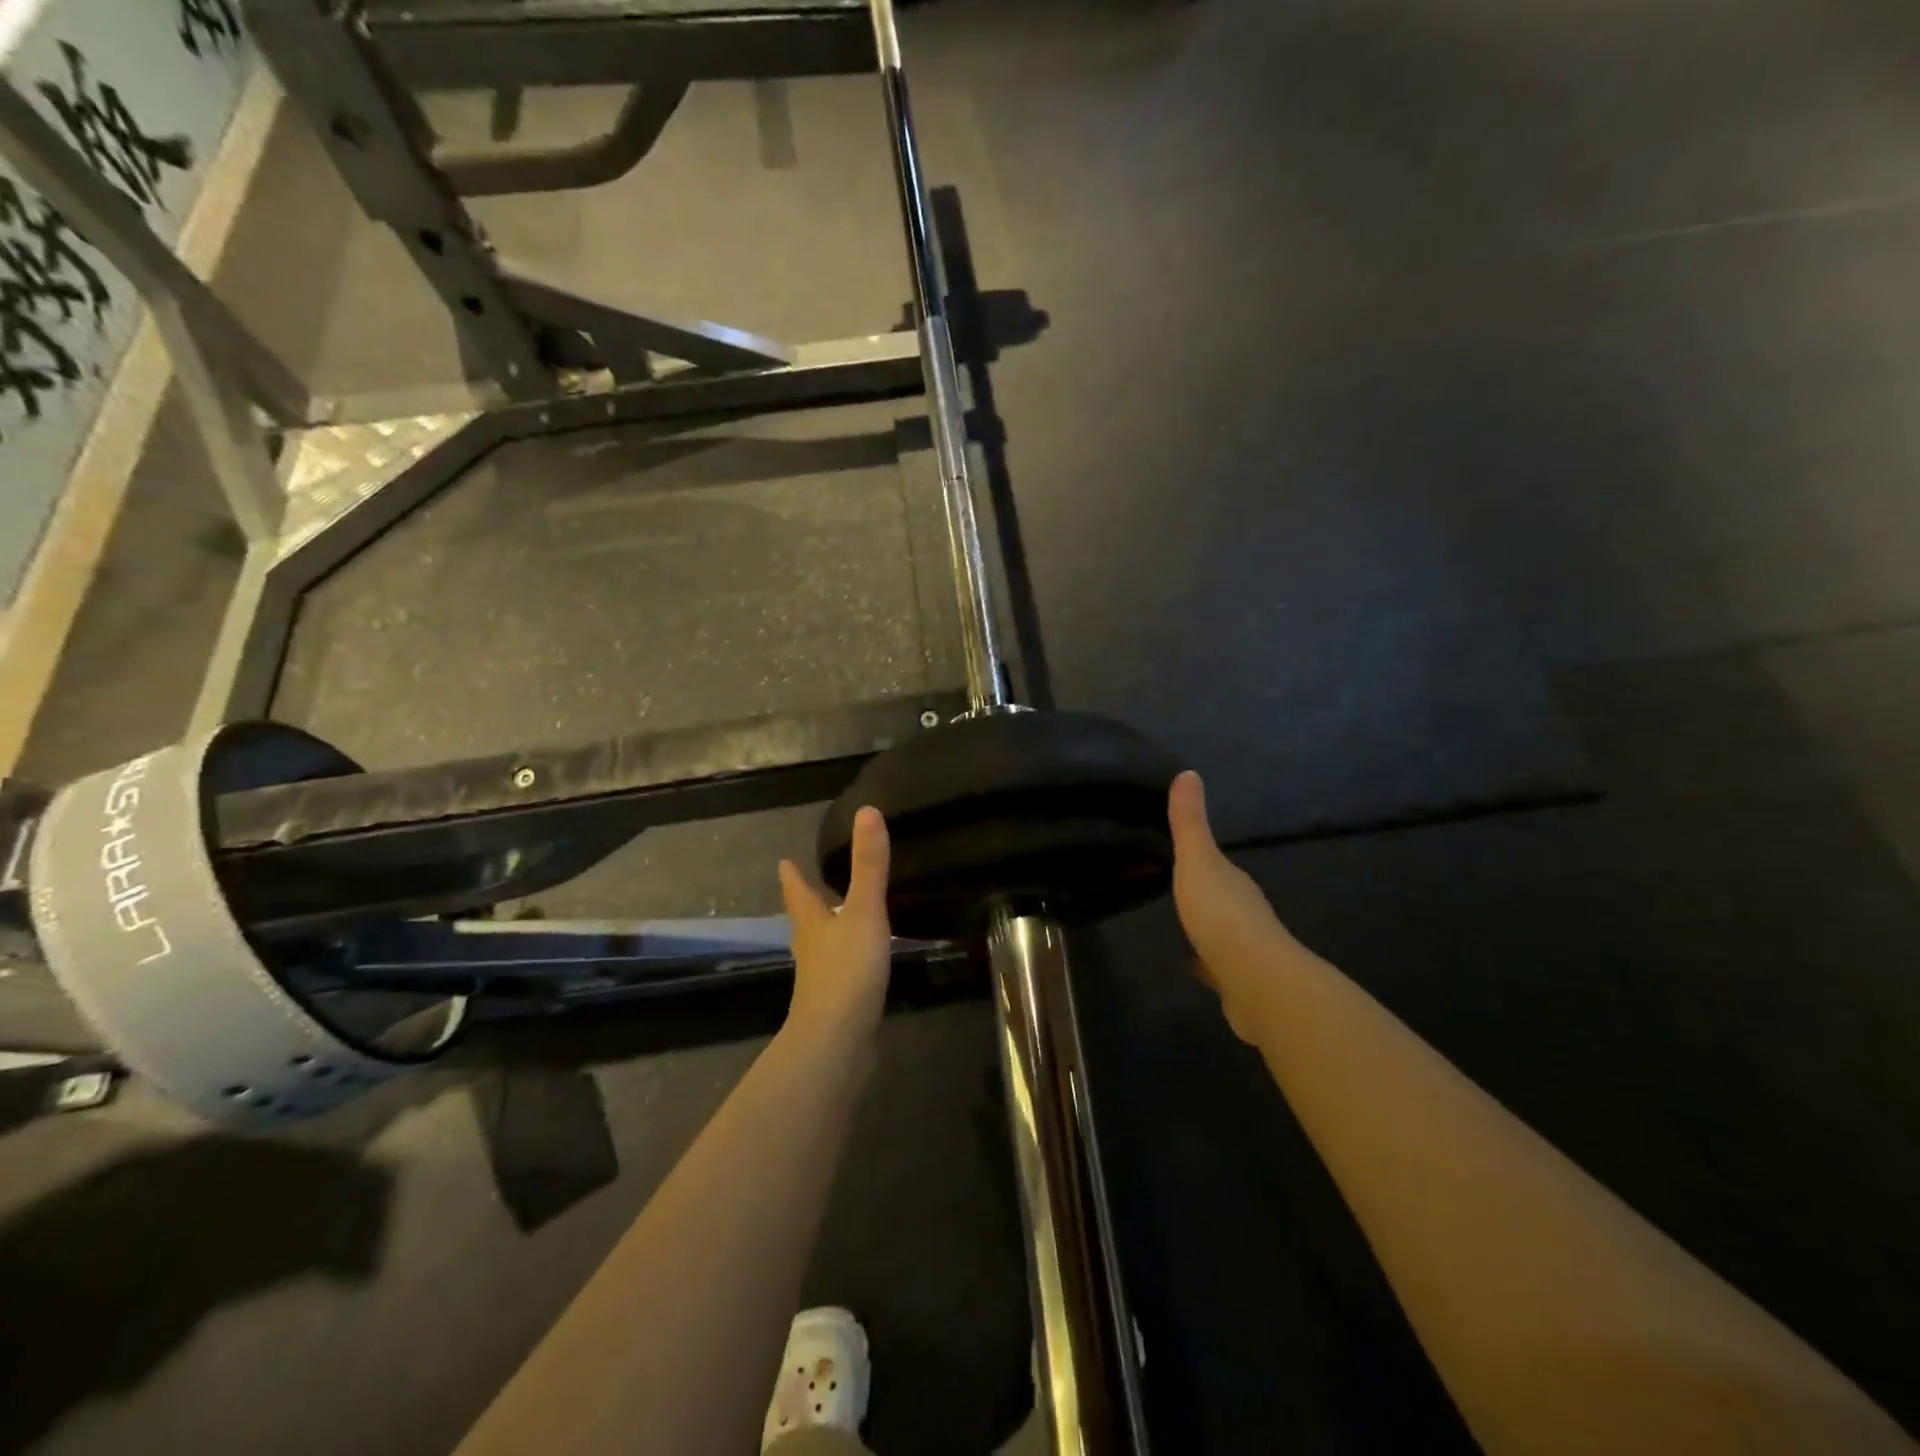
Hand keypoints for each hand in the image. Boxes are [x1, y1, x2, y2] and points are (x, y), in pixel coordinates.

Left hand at [779, 807, 893, 1044]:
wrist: (838, 1042)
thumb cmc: (846, 970)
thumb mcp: (863, 912)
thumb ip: (869, 865)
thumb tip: (866, 811)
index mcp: (812, 924)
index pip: (798, 892)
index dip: (792, 876)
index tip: (783, 862)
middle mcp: (811, 949)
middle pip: (805, 921)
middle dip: (807, 904)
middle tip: (806, 887)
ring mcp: (822, 980)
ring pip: (821, 948)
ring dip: (826, 933)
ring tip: (837, 921)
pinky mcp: (838, 1005)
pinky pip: (841, 973)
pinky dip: (847, 961)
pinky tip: (861, 965)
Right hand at [1169, 771, 1295, 1042]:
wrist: (1255, 980)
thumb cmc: (1222, 914)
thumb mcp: (1197, 861)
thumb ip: (1190, 823)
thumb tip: (1188, 772)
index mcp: (1234, 882)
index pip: (1217, 866)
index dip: (1200, 860)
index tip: (1178, 857)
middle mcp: (1245, 912)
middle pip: (1221, 897)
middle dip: (1203, 894)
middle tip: (1174, 890)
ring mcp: (1245, 949)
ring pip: (1221, 932)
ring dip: (1206, 928)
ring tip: (1179, 925)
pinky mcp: (1239, 982)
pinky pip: (1218, 965)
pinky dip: (1207, 962)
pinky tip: (1192, 965)